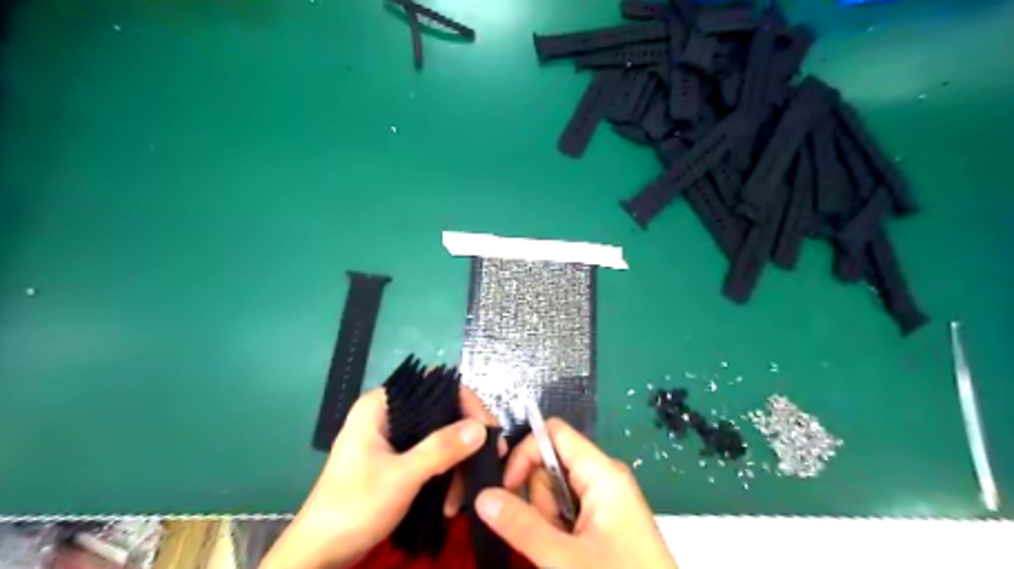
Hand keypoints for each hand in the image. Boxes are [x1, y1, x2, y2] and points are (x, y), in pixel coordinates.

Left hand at [257, 384, 499, 567]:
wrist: (320, 554)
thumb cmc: (353, 507)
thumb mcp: (401, 477)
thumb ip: (441, 448)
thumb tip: (481, 428)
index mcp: (381, 404)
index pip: (435, 386)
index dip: (466, 405)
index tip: (488, 433)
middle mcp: (388, 413)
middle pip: (441, 412)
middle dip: (465, 441)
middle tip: (487, 463)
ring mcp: (392, 437)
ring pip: (439, 436)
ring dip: (456, 465)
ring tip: (461, 498)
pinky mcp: (396, 458)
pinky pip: (431, 455)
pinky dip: (445, 474)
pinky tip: (451, 500)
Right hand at [475, 418, 680, 567]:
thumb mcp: (565, 558)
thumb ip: (521, 525)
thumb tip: (482, 496)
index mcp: (601, 471)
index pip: (553, 433)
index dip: (525, 452)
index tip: (505, 489)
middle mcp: (603, 476)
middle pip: (551, 463)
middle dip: (538, 497)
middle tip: (549, 535)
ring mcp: (605, 499)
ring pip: (556, 490)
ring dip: (547, 518)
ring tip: (562, 551)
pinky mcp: (604, 519)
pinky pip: (567, 510)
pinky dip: (558, 529)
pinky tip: (568, 553)